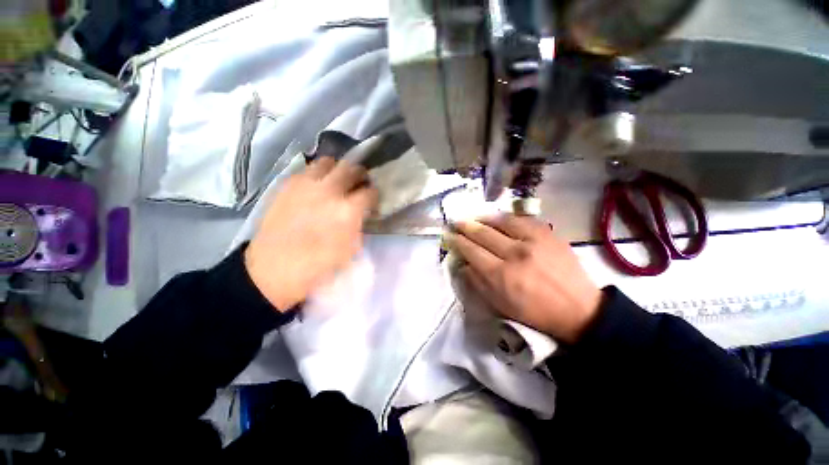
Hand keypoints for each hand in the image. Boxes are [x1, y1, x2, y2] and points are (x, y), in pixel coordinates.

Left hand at [245, 157, 377, 310]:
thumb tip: (361, 213)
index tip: (372, 199)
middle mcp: (330, 191)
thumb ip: (359, 225)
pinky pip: (308, 169)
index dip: (374, 195)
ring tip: (337, 178)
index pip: (370, 192)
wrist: (275, 266)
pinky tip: (316, 185)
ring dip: (337, 169)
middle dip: (360, 175)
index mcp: (349, 210)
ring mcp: (307, 184)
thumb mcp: (351, 249)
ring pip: (328, 162)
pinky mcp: (288, 184)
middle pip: (352, 169)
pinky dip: (317, 173)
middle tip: (359, 182)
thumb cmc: (319, 263)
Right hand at [446, 215, 602, 343]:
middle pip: (483, 234)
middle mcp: (514, 254)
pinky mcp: (547, 234)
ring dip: (483, 218)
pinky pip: (521, 219)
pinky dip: (506, 217)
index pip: (471, 251)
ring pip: (500, 222)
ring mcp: (533, 241)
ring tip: (474, 217)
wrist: (577, 309)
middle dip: (465, 226)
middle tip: (456, 222)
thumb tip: (463, 263)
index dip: (457, 241)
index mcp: (500, 275)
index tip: (450, 235)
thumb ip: (477, 283)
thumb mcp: (499, 305)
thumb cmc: (533, 311)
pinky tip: (498, 218)